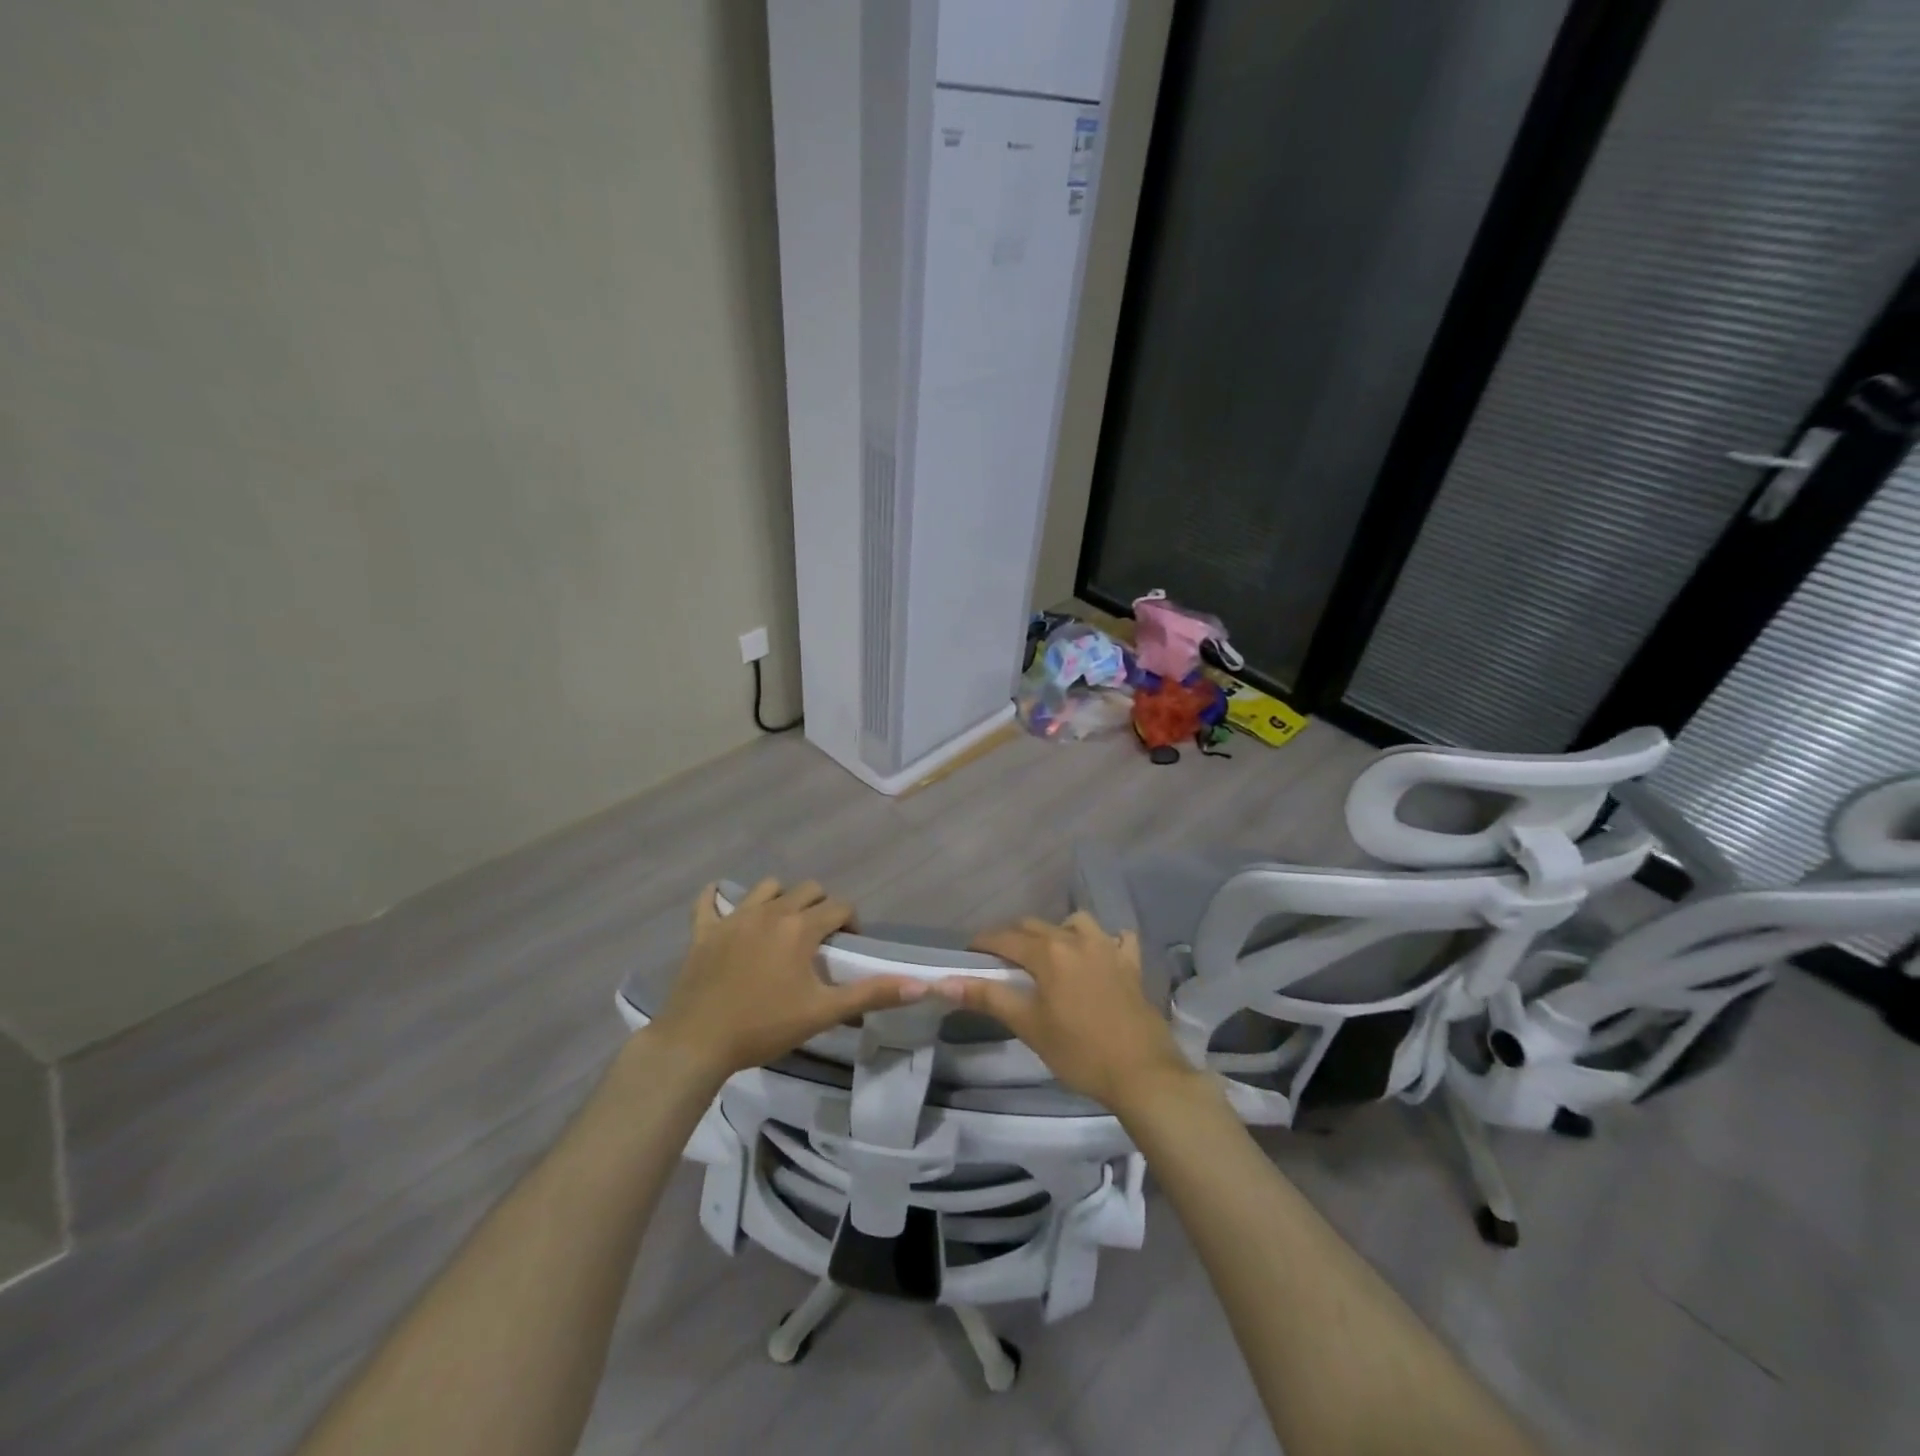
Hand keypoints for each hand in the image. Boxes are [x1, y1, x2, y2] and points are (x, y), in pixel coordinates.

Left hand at [647, 879, 925, 1081]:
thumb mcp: (823, 1012)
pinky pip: (708, 902)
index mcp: (800, 927)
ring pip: (766, 888)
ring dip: (780, 898)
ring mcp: (734, 918)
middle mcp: (770, 911)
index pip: (839, 907)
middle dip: (820, 906)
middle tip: (819, 938)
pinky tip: (723, 905)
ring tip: (782, 926)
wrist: (697, 1043)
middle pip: (807, 890)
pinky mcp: (704, 931)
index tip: (848, 947)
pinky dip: (718, 899)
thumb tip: (922, 986)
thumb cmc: (765, 1026)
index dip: (850, 922)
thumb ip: (872, 994)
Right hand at [936, 912, 1201, 1115]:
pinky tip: (1100, 956)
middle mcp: (1077, 939)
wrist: (1141, 1073)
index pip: (1005, 938)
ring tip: (1050, 955)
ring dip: (1058, 931)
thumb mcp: (1028, 1025)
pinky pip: (1118, 938)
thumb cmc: (1078, 1051)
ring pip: (1076, 922)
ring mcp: (1109, 948)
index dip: (983, 943)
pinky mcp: (1132, 965)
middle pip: (1036, 926)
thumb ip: (987, 998)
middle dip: (1014, 937)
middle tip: (1002, 961)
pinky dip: (1106, 941)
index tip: (969, 954)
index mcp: (1049, 952)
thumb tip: (942, 982)